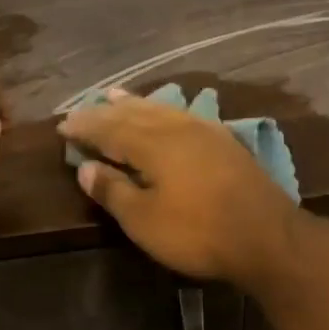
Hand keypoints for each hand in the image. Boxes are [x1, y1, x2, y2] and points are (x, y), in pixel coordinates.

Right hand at [57, 90, 299, 284]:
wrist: (266, 234)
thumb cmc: (198, 232)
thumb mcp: (145, 221)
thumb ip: (113, 191)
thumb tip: (86, 167)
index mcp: (152, 144)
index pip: (109, 129)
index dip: (85, 126)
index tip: (62, 125)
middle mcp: (175, 127)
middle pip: (133, 113)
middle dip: (105, 111)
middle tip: (83, 108)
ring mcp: (202, 130)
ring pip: (160, 108)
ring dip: (134, 103)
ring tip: (116, 95)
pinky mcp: (222, 139)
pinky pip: (182, 114)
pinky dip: (164, 110)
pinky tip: (166, 112)